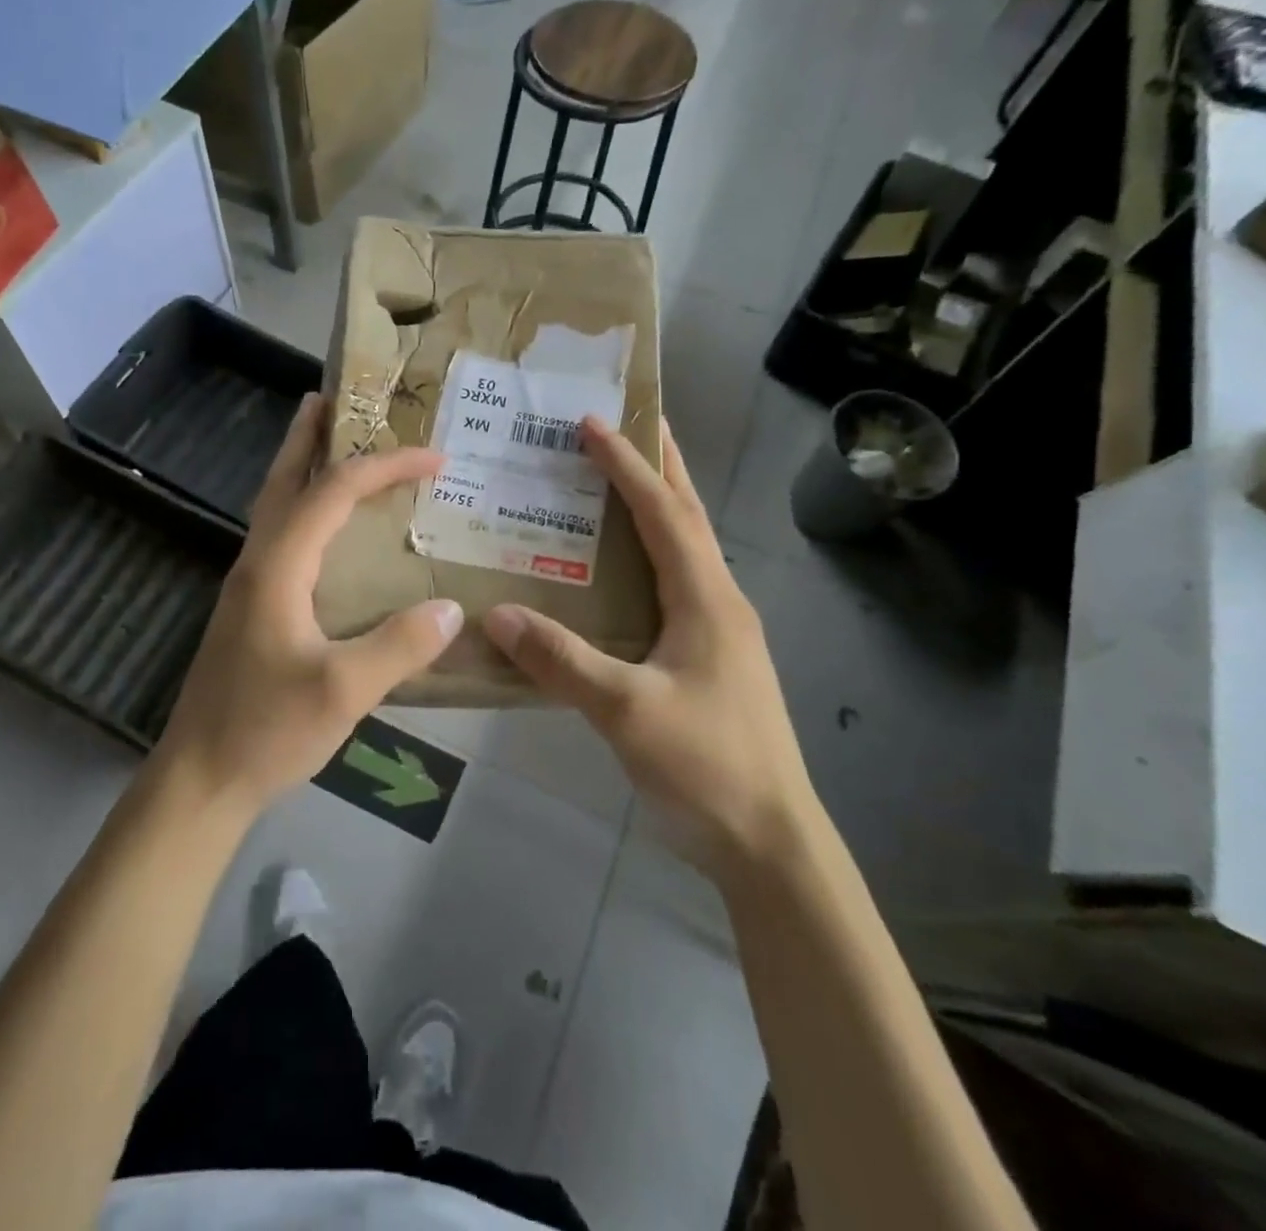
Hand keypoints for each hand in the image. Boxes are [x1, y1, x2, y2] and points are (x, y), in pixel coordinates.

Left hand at [156, 395, 464, 814]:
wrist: (200, 778)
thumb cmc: (265, 729)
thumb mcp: (343, 691)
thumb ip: (400, 646)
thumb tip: (451, 608)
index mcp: (278, 566)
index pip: (333, 491)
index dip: (384, 466)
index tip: (434, 457)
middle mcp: (258, 562)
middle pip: (283, 479)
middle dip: (308, 435)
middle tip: (336, 399)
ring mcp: (249, 585)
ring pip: (277, 508)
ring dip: (303, 469)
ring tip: (334, 447)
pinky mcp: (251, 610)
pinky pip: (283, 539)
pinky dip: (306, 512)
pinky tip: (328, 534)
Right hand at [483, 418, 815, 876]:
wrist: (770, 843)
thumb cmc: (706, 767)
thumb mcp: (626, 711)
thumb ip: (561, 660)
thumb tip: (495, 613)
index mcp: (707, 599)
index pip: (663, 513)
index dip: (628, 465)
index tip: (592, 423)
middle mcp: (719, 602)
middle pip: (688, 516)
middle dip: (661, 465)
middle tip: (631, 422)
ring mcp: (719, 632)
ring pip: (686, 550)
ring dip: (659, 506)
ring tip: (623, 478)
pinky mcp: (710, 659)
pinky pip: (676, 585)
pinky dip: (651, 555)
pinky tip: (623, 569)